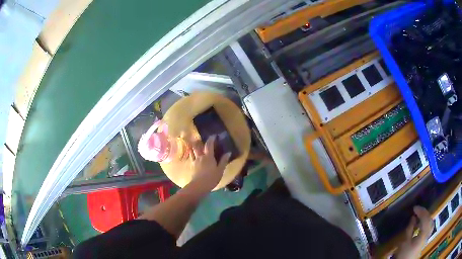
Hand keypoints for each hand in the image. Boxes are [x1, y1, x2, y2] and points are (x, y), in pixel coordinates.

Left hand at [189, 135, 230, 191]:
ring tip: (195, 145)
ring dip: (193, 146)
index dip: (211, 139)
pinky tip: (192, 154)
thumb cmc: (211, 178)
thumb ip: (223, 161)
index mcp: (208, 157)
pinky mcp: (191, 166)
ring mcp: (195, 161)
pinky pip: (191, 157)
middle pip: (198, 146)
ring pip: (192, 150)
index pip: (209, 145)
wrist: (199, 186)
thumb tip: (228, 152)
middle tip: (201, 139)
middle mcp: (200, 156)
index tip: (213, 135)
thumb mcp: (220, 170)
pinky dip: (191, 153)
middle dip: (199, 141)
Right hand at [395, 206, 433, 258]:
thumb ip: (410, 229)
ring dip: (426, 218)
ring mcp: (427, 237)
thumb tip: (413, 217)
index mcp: (424, 233)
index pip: (425, 217)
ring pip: (430, 223)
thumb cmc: (404, 254)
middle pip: (429, 219)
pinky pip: (429, 228)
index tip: (414, 208)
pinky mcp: (425, 241)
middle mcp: (428, 233)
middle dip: (424, 213)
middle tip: (417, 211)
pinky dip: (426, 224)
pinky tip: (421, 226)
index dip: (420, 211)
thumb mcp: (405, 242)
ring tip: (420, 218)